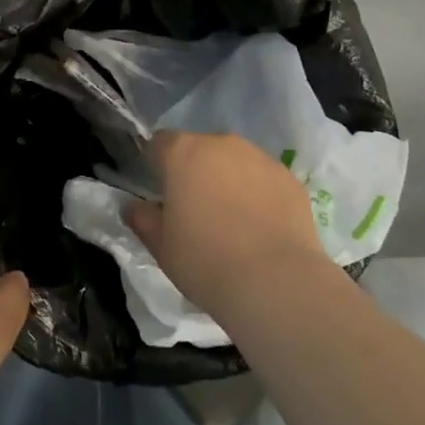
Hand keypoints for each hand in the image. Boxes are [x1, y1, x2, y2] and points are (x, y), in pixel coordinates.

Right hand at [127, 131, 335, 320]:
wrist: (276, 282)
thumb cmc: (205, 260)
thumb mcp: (161, 246)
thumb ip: (142, 218)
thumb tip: (134, 206)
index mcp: (182, 153)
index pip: (159, 143)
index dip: (157, 166)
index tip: (162, 195)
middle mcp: (221, 144)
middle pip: (199, 149)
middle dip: (195, 171)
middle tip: (196, 211)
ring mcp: (260, 158)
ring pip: (234, 161)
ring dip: (228, 180)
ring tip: (233, 221)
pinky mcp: (290, 178)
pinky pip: (264, 179)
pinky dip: (258, 194)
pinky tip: (260, 227)